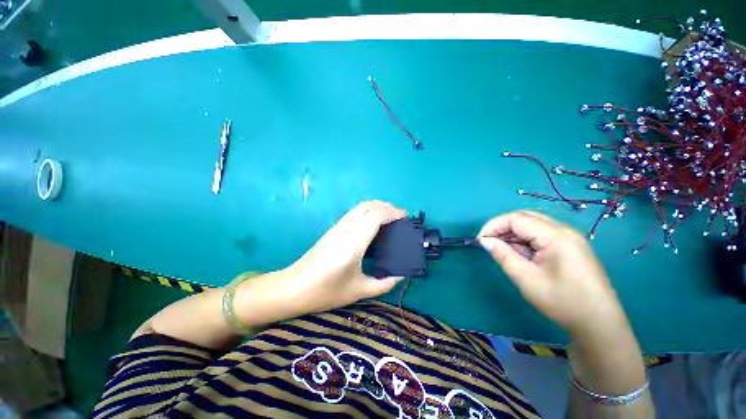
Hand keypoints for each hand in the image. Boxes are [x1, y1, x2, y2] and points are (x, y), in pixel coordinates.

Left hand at [284, 200, 405, 313]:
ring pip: (358, 207)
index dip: (391, 212)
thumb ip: (383, 284)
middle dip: (385, 205)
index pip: (374, 217)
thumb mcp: (358, 291)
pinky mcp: (332, 230)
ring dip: (376, 206)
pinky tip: (373, 223)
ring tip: (389, 217)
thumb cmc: (325, 292)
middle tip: (399, 215)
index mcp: (352, 245)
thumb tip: (400, 276)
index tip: (404, 216)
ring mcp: (336, 228)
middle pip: (366, 206)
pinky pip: (353, 213)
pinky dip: (367, 211)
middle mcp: (344, 231)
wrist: (292, 288)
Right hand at [478, 210, 627, 336]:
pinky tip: (519, 253)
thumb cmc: (562, 301)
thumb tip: (485, 241)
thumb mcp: (526, 278)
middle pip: (525, 217)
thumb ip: (503, 255)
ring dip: (513, 233)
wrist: (599, 323)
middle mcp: (564, 230)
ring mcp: (569, 237)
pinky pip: (541, 234)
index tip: (480, 240)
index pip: (516, 218)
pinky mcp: (570, 246)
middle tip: (489, 243)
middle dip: (502, 227)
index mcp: (556, 235)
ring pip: (533, 225)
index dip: (493, 225)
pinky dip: (525, 240)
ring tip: (502, 249)